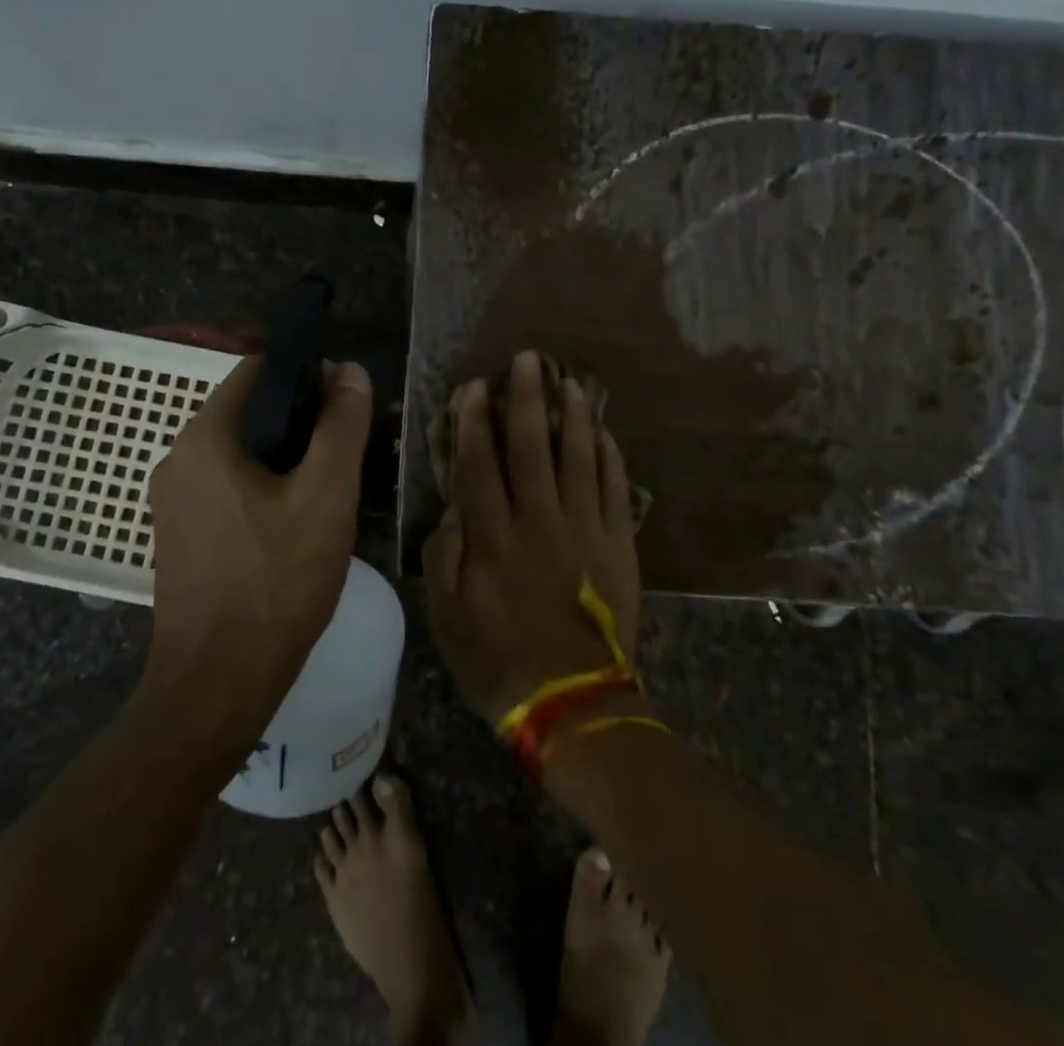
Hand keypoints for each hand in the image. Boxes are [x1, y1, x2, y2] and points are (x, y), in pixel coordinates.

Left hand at [143, 356, 372, 731]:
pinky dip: (262, 486)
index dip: (307, 373)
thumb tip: (351, 371)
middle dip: (300, 418)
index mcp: (204, 436)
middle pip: (248, 411)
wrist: (217, 683)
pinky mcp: (179, 534)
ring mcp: (172, 500)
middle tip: (348, 447)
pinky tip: (296, 519)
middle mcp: (177, 458)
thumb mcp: (326, 495)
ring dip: (284, 455)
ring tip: (330, 483)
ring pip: (240, 452)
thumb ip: (341, 425)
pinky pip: (226, 487)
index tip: (347, 399)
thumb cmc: (276, 581)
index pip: (257, 369)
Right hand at [425, 351, 642, 724]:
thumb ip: (443, 557)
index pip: (478, 465)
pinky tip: (605, 433)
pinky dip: (611, 457)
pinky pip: (617, 489)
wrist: (573, 703)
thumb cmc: (498, 661)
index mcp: (493, 538)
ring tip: (569, 382)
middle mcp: (538, 521)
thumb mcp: (447, 617)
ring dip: (572, 417)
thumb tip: (452, 511)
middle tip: (528, 359)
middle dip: (525, 399)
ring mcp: (585, 529)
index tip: (474, 386)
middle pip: (530, 447)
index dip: (473, 422)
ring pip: (578, 458)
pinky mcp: (620, 544)